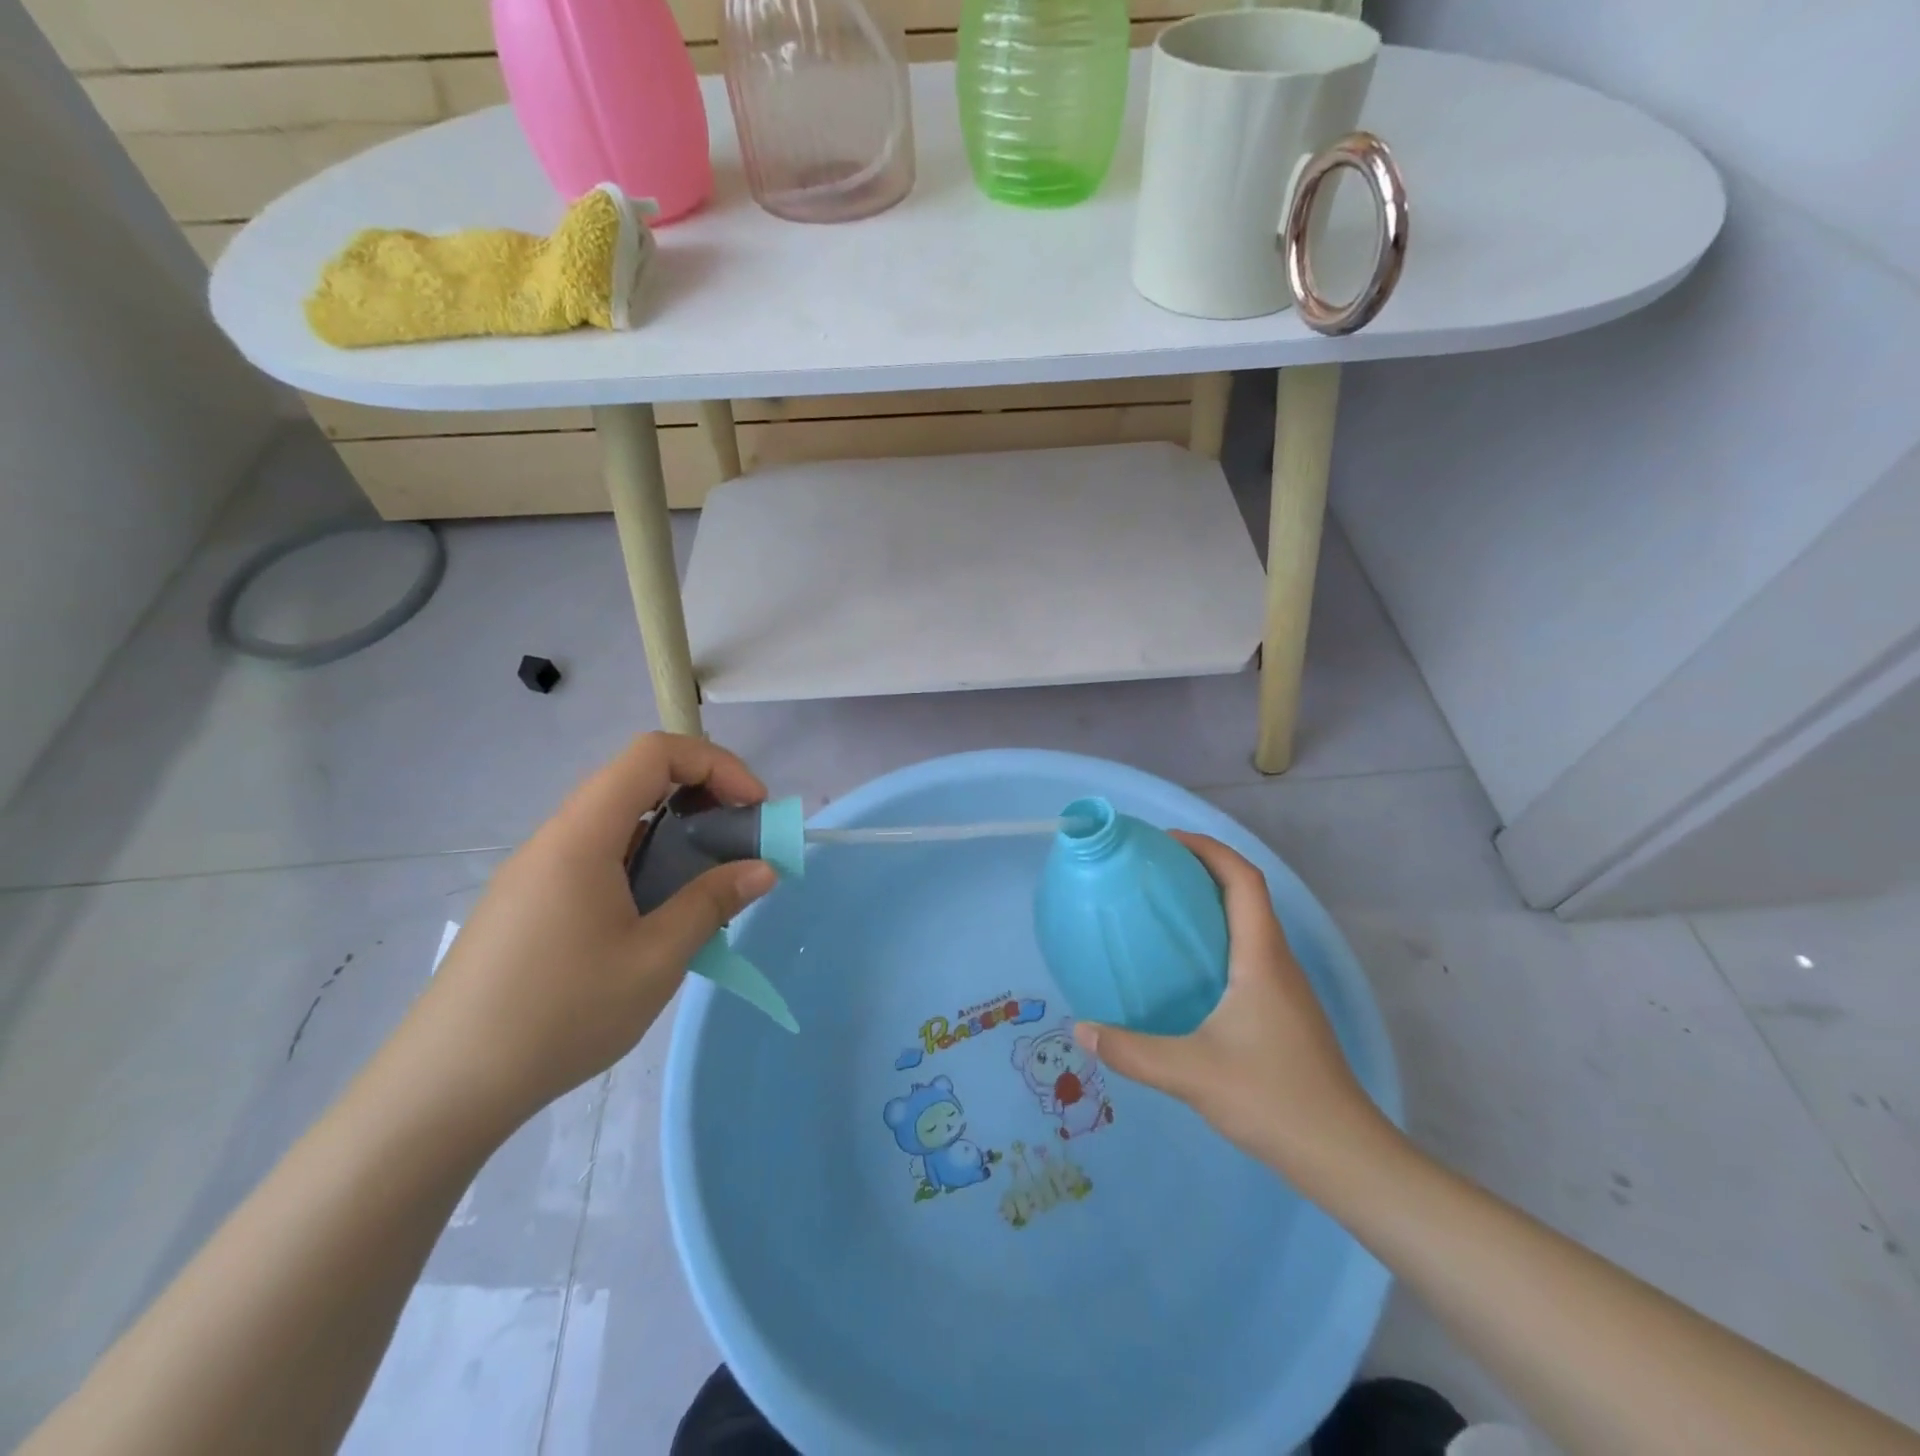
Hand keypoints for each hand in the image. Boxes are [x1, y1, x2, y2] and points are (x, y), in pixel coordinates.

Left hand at [392, 733, 775, 1128]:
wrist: (443, 1089)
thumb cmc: (559, 1016)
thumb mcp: (654, 960)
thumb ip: (712, 903)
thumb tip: (763, 868)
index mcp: (582, 836)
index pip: (653, 754)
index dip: (714, 764)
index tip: (752, 808)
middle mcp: (555, 839)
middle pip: (635, 780)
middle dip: (701, 797)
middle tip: (738, 842)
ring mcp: (534, 871)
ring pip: (616, 822)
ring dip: (672, 834)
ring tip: (705, 885)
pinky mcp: (526, 903)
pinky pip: (595, 858)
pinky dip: (642, 863)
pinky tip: (654, 918)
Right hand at [1073, 833, 1394, 1181]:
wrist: (1343, 1155)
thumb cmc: (1272, 1098)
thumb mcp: (1191, 1073)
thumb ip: (1131, 1051)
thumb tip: (1081, 1029)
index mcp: (1261, 957)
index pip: (1244, 880)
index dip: (1209, 849)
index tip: (1166, 841)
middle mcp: (1278, 961)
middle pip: (1247, 894)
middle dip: (1204, 869)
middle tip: (1153, 870)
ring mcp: (1286, 987)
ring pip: (1250, 924)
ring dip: (1212, 903)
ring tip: (1163, 909)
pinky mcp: (1285, 1011)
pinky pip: (1249, 953)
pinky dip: (1218, 938)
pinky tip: (1186, 970)